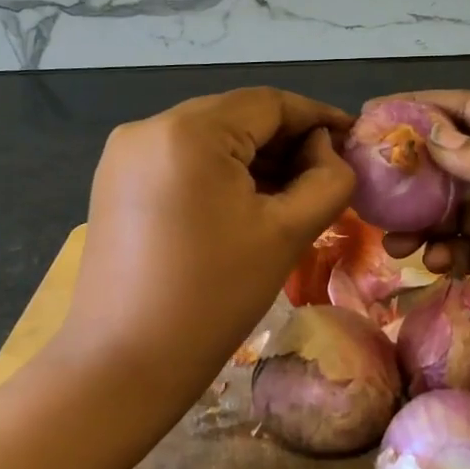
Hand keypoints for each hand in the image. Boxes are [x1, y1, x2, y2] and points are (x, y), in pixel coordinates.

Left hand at [56, 88, 354, 432]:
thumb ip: (326, 179)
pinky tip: (248, 204)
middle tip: (328, 172)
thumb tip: (325, 150)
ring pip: (209, 139)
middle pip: (236, 117)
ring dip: (255, 159)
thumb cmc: (214, 297)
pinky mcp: (116, 183)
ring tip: (295, 192)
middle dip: (287, 141)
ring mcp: (125, 155)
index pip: (268, 103)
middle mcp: (149, 127)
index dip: (317, 117)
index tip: (353, 138)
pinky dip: (220, 173)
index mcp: (189, 131)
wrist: (124, 365)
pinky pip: (182, 161)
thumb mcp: (287, 234)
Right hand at [377, 91, 469, 381]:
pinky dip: (444, 256)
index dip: (428, 109)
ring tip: (392, 236)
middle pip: (459, 162)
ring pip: (456, 212)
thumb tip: (434, 140)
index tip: (376, 114)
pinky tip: (429, 263)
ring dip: (422, 219)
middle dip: (415, 168)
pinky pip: (469, 256)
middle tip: (369, 182)